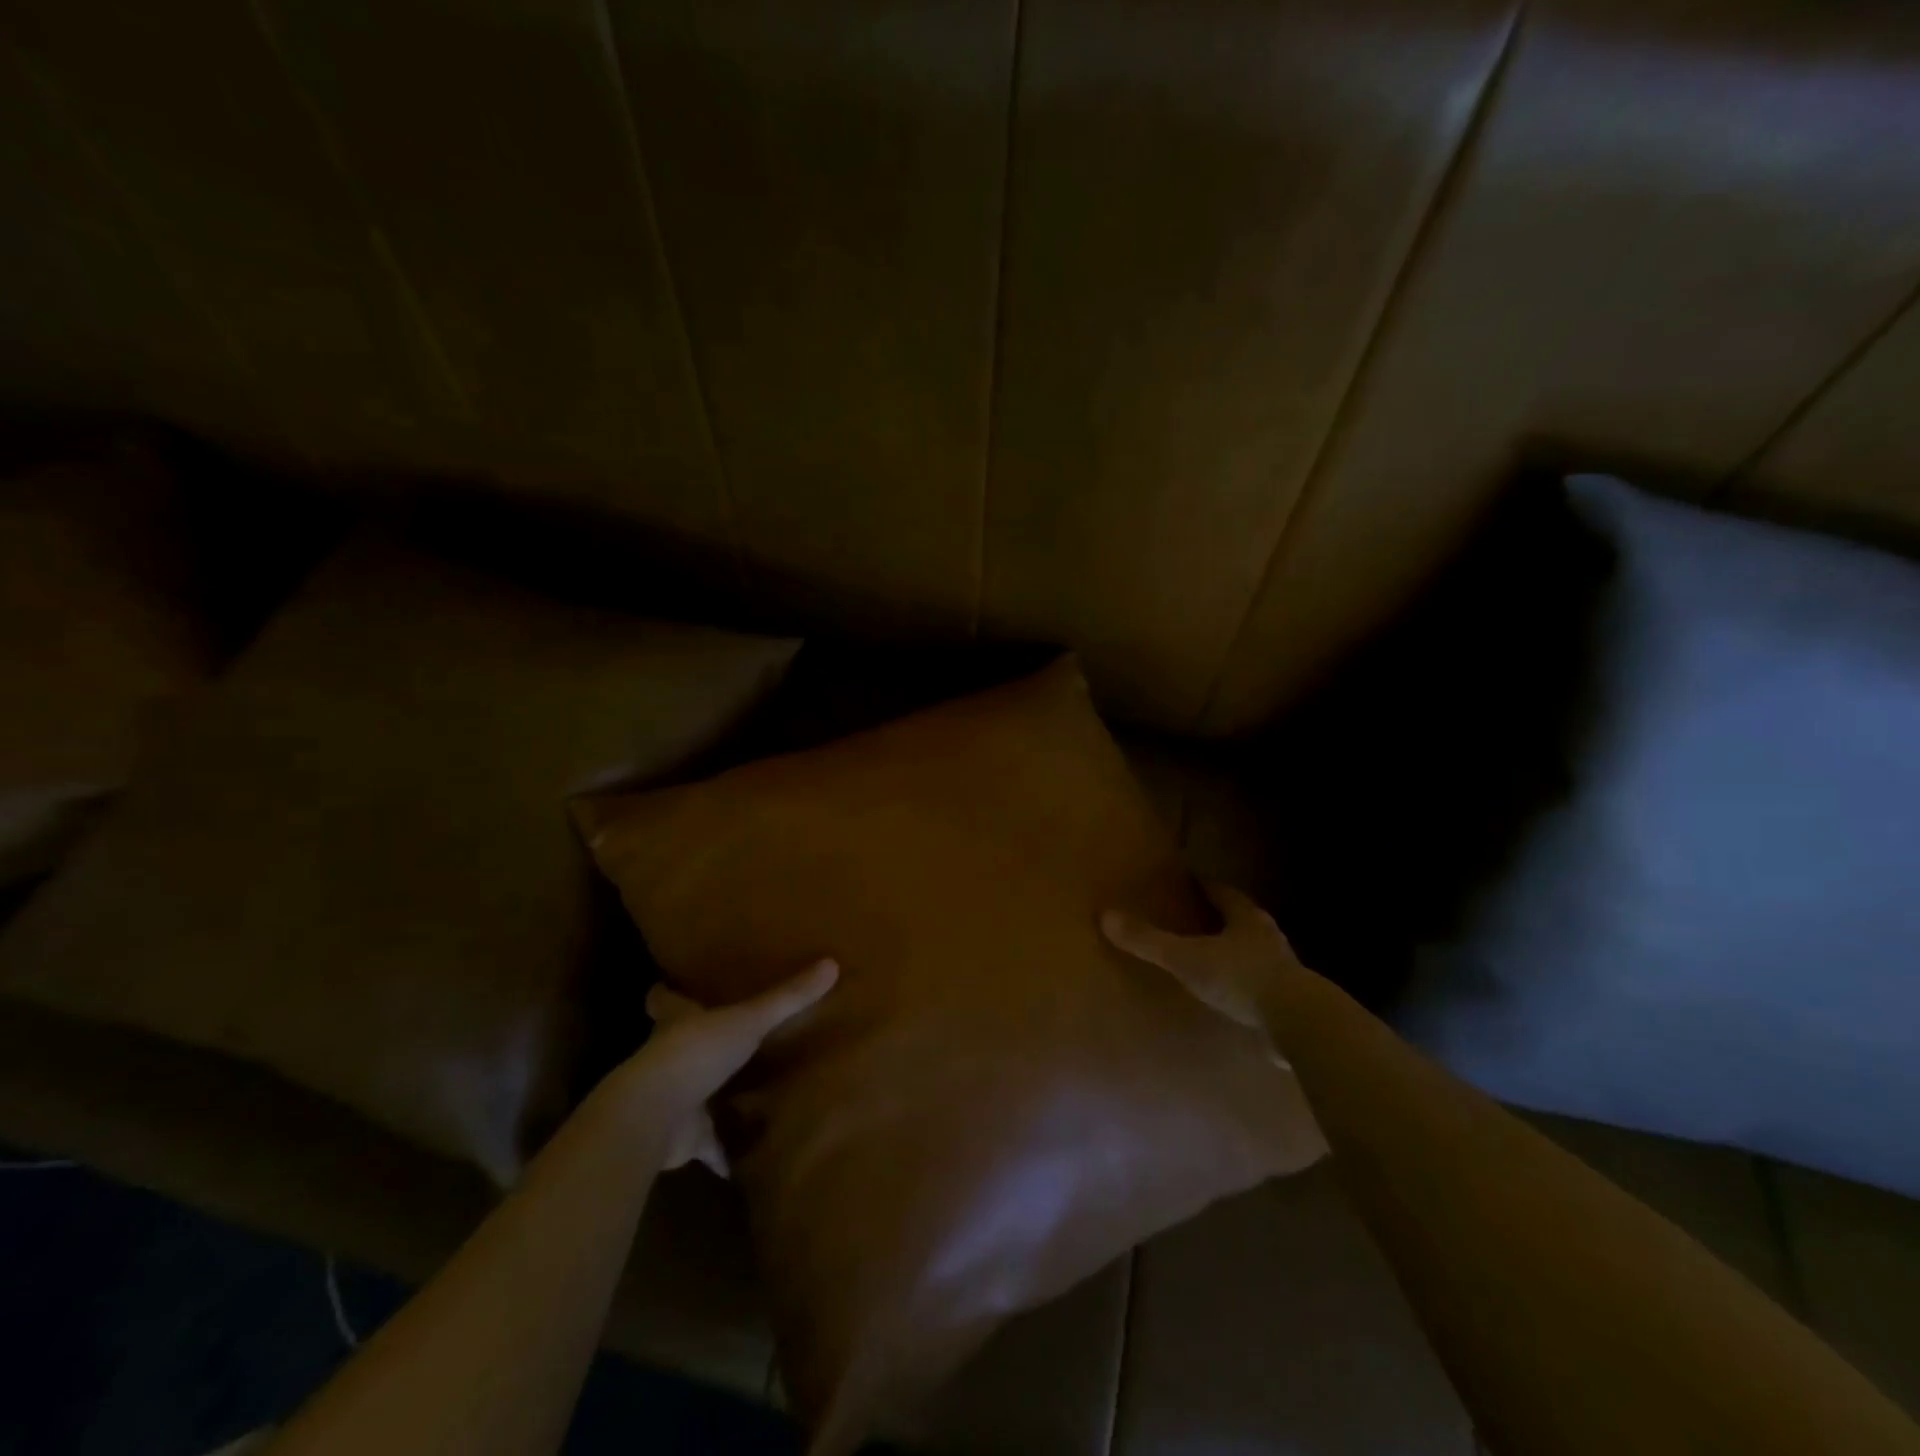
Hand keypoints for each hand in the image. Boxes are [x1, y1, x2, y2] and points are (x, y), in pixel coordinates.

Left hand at [626, 959, 837, 1173]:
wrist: (656, 1118)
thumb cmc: (696, 1053)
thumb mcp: (749, 1019)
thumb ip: (788, 998)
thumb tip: (831, 964)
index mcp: (678, 1022)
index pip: (665, 1000)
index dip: (668, 993)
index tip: (670, 985)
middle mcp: (670, 1057)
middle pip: (679, 1044)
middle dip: (699, 1041)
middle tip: (727, 1033)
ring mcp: (674, 1098)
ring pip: (694, 1091)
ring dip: (712, 1093)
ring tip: (744, 1088)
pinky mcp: (683, 1137)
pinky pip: (708, 1144)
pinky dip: (723, 1153)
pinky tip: (744, 1159)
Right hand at [1102, 885, 1299, 1057]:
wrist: (1300, 1023)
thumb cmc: (1241, 979)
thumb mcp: (1187, 959)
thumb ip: (1149, 941)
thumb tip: (1106, 915)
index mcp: (1246, 919)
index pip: (1224, 894)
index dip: (1207, 887)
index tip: (1192, 881)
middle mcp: (1268, 938)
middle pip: (1243, 920)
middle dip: (1224, 918)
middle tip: (1200, 917)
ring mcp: (1285, 970)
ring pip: (1257, 952)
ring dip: (1239, 952)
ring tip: (1216, 957)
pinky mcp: (1292, 1001)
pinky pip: (1264, 985)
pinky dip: (1248, 985)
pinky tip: (1236, 997)